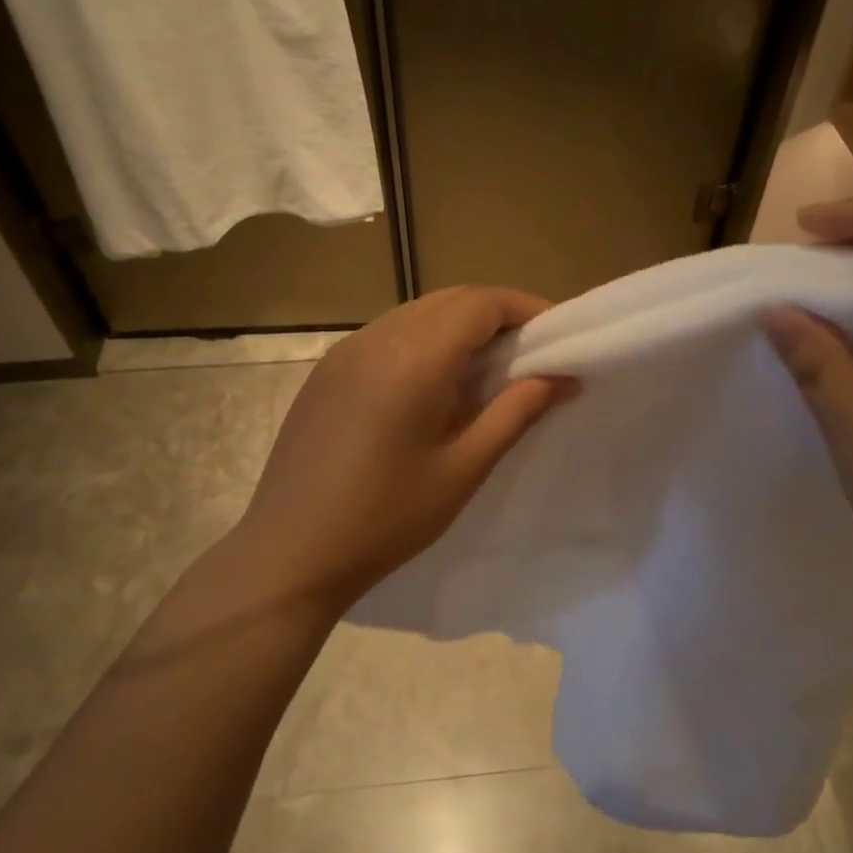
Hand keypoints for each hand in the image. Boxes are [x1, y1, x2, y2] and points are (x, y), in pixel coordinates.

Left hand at [235, 286, 575, 613]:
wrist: (290, 552)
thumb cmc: (386, 518)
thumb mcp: (462, 470)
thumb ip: (515, 413)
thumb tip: (562, 378)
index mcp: (415, 358)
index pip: (482, 304)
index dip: (526, 308)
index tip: (557, 334)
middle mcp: (378, 337)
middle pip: (451, 299)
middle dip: (497, 313)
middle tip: (531, 350)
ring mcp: (346, 350)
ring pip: (418, 312)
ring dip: (460, 324)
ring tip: (489, 366)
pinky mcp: (327, 370)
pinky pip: (388, 332)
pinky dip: (424, 339)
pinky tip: (434, 382)